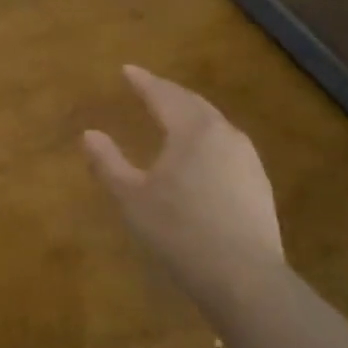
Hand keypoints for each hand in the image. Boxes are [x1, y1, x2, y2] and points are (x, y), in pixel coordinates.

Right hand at [82, 66, 283, 291]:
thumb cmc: (179, 231)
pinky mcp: (258, 184)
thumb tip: (89, 134)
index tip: (127, 69)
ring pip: (214, 124)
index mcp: (192, 131)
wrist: (244, 278)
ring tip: (173, 115)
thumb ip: (108, 163)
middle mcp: (224, 135)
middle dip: (169, 93)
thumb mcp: (131, 198)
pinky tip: (200, 155)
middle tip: (149, 87)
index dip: (143, 82)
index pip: (163, 95)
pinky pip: (226, 146)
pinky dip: (206, 138)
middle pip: (193, 104)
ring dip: (190, 114)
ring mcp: (247, 160)